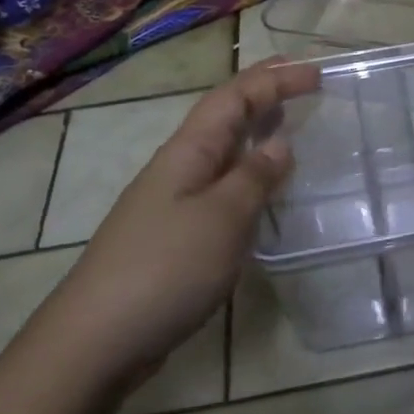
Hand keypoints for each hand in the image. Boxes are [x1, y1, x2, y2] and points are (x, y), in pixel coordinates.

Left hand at [58, 58, 320, 377]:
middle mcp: (179, 168)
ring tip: (289, 124)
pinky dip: (248, 174)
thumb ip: (254, 178)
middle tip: (304, 82)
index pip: (233, 98)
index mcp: (188, 152)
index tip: (316, 73)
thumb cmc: (165, 268)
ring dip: (255, 131)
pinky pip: (221, 186)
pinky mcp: (177, 235)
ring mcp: (174, 202)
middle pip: (224, 117)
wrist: (97, 340)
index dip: (274, 79)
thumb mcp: (222, 217)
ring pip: (222, 152)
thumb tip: (280, 144)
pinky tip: (263, 190)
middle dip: (263, 94)